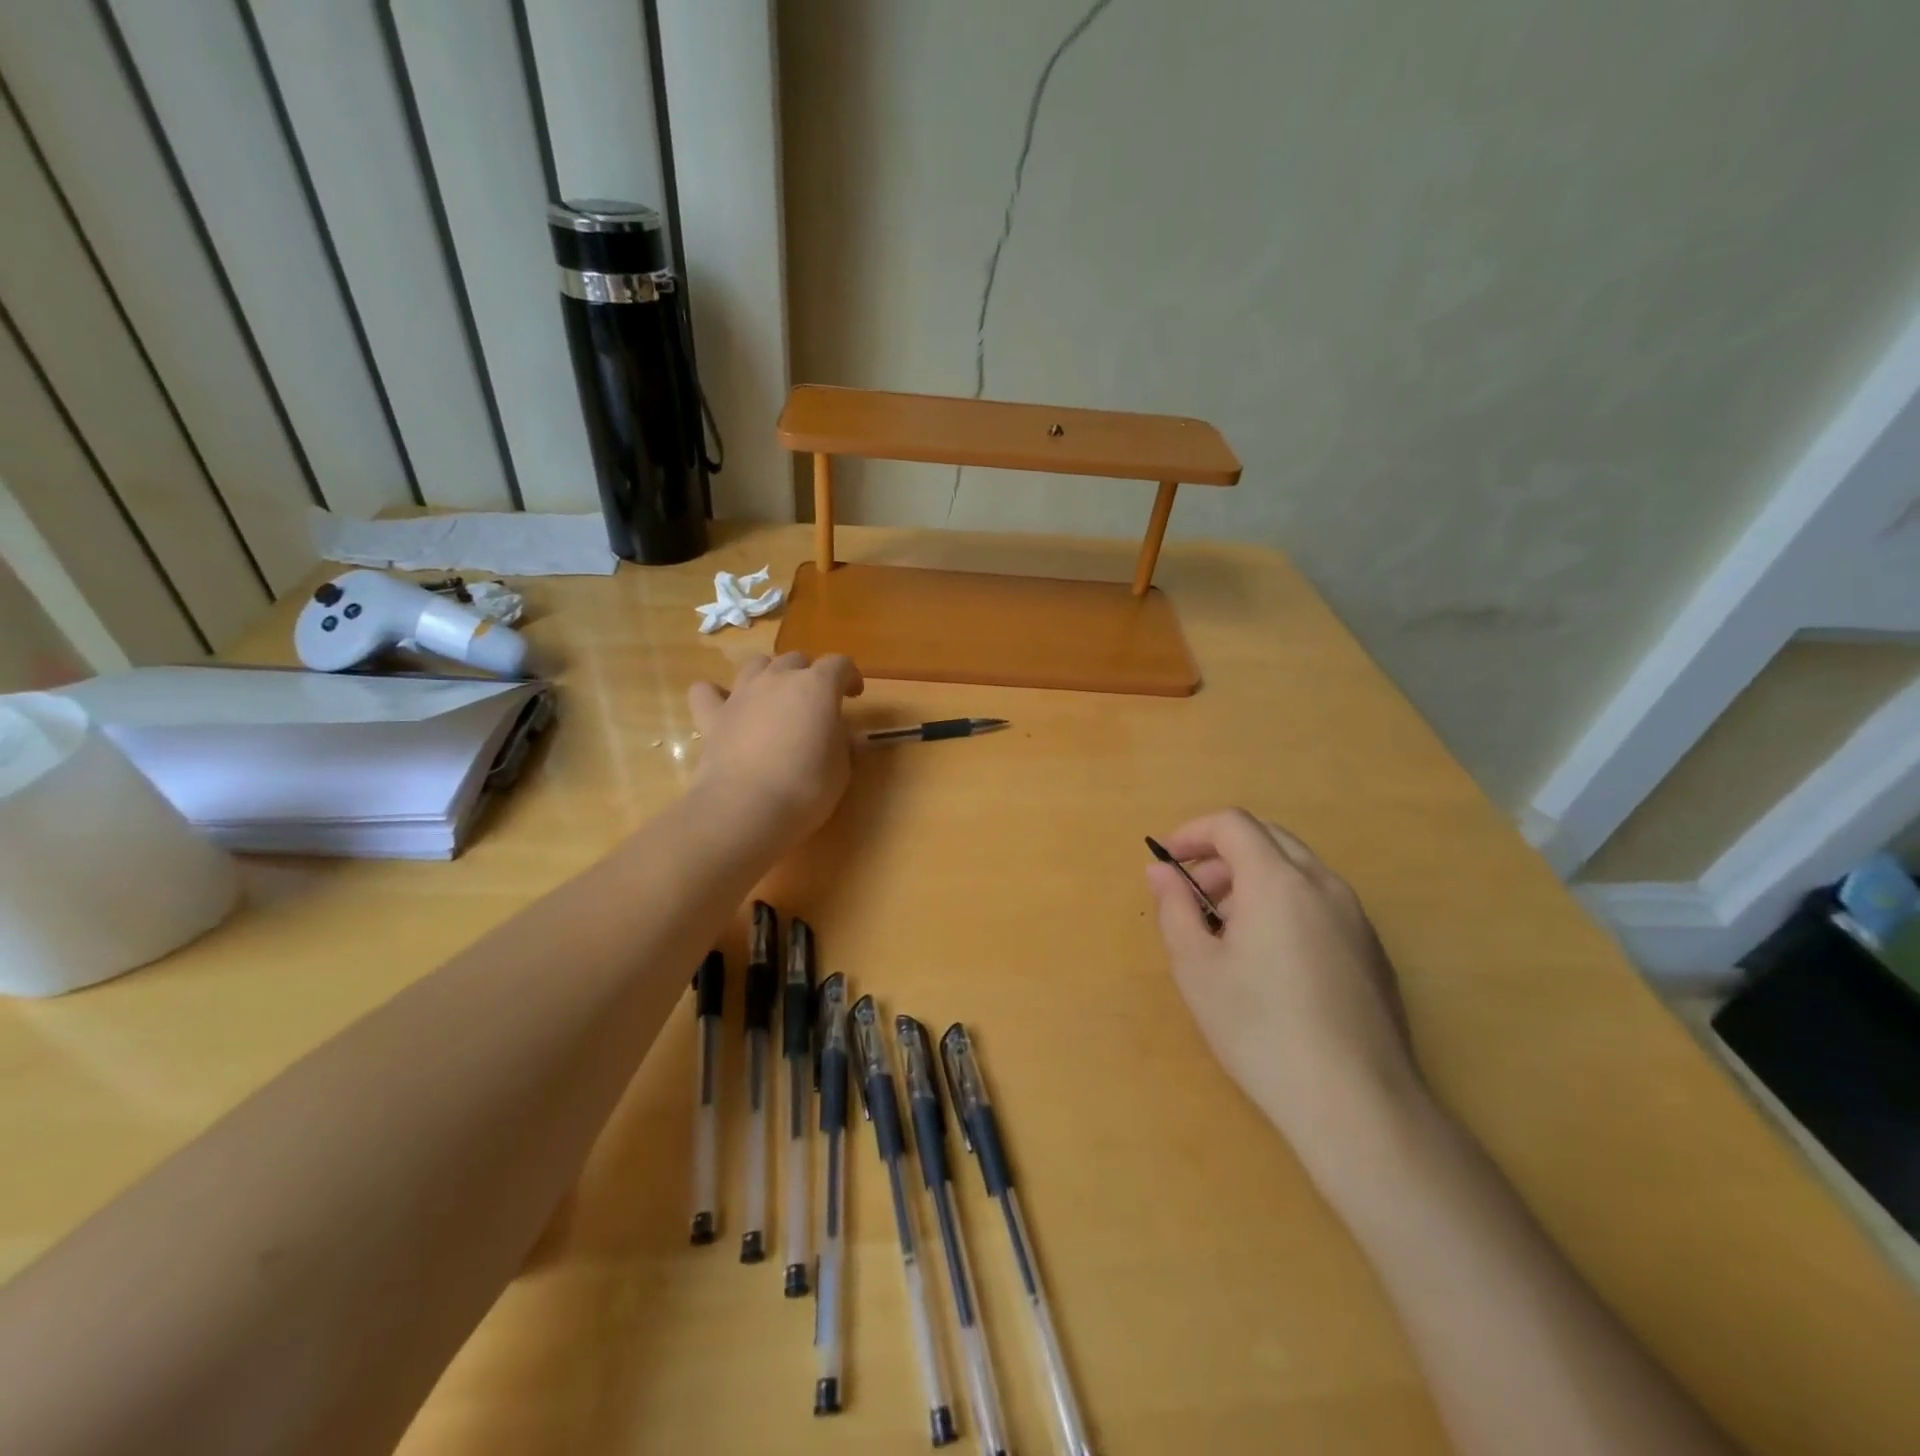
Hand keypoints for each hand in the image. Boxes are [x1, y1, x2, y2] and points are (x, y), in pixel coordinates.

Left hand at [688, 652, 862, 847]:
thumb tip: (841, 735)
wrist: (747, 808)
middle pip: (796, 660)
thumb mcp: (841, 768)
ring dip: (768, 675)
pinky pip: (707, 691)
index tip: (854, 695)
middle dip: (808, 675)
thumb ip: (842, 743)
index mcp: (817, 686)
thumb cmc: (807, 787)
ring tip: (774, 699)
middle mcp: (778, 679)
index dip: (849, 676)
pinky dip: (716, 695)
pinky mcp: (712, 717)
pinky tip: (725, 709)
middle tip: (814, 704)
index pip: (839, 664)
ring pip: (756, 664)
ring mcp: (741, 694)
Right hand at [1146, 808, 1426, 1177]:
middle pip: (1268, 838)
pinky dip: (1285, 902)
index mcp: (1278, 881)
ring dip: (1254, 878)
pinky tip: (1272, 960)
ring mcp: (1356, 917)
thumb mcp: (1196, 968)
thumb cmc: (1261, 1029)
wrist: (1357, 1103)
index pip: (1233, 824)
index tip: (1169, 862)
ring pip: (1297, 869)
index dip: (1193, 832)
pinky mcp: (1373, 949)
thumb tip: (1161, 871)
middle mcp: (1323, 885)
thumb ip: (1174, 907)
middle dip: (1223, 855)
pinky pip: (1321, 901)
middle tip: (1195, 896)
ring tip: (1228, 930)